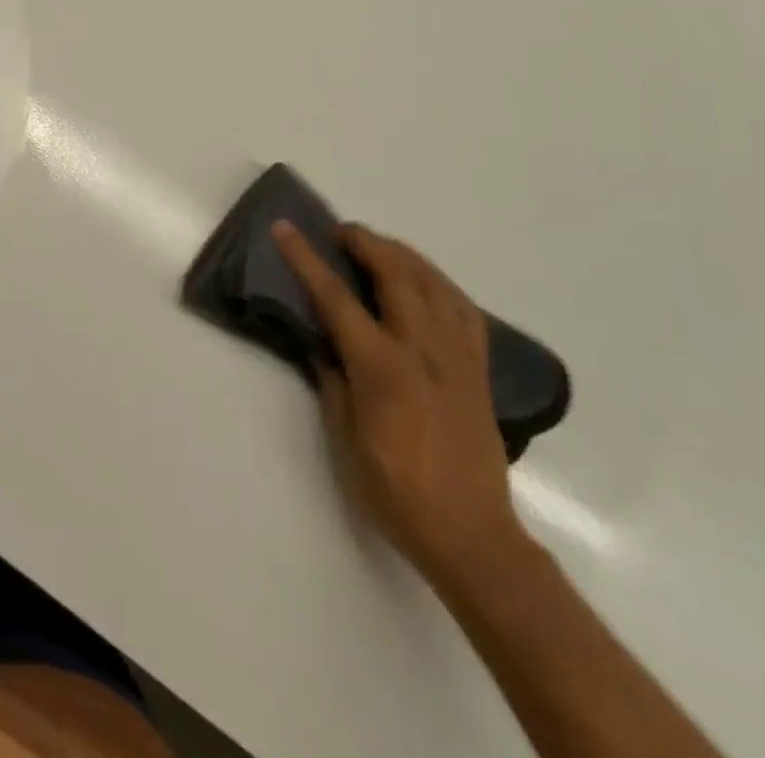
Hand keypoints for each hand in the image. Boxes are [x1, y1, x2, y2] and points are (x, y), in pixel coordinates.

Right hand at [273, 221, 523, 587]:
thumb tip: (323, 345)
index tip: (286, 228)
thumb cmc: (397, 494)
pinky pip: (461, 307)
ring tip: (377, 247)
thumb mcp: (345, 442)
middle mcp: (422, 349)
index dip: (306, 258)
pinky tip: (425, 283)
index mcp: (382, 367)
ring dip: (400, 253)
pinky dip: (438, 282)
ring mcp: (456, 355)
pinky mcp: (478, 368)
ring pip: (432, 280)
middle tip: (339, 232)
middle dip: (363, 241)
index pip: (336, 298)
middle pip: (394, 272)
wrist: (473, 536)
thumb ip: (333, 382)